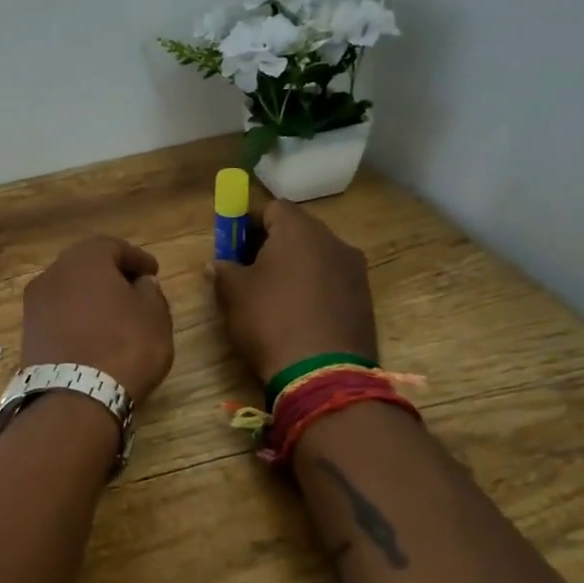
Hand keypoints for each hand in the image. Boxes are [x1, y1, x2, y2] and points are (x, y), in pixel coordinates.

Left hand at [20, 236, 174, 404]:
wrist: (74, 397)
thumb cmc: (124, 346)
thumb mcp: (154, 317)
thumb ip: (151, 293)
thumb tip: (141, 284)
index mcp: (84, 258)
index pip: (113, 246)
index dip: (137, 258)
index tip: (153, 272)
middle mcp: (53, 273)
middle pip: (85, 265)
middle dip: (110, 274)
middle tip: (134, 289)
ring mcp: (35, 303)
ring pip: (68, 290)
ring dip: (90, 297)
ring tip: (115, 315)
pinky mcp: (28, 332)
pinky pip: (58, 314)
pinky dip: (76, 317)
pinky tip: (93, 334)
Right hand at [209, 199, 378, 382]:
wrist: (324, 375)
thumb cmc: (270, 321)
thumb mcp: (233, 294)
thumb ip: (223, 270)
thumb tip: (218, 264)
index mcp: (300, 230)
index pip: (271, 207)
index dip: (247, 222)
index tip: (231, 245)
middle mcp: (333, 241)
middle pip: (297, 230)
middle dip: (271, 244)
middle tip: (247, 269)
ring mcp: (355, 271)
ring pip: (316, 256)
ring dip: (294, 267)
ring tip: (272, 296)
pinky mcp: (364, 300)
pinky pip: (331, 281)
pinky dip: (313, 289)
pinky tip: (296, 315)